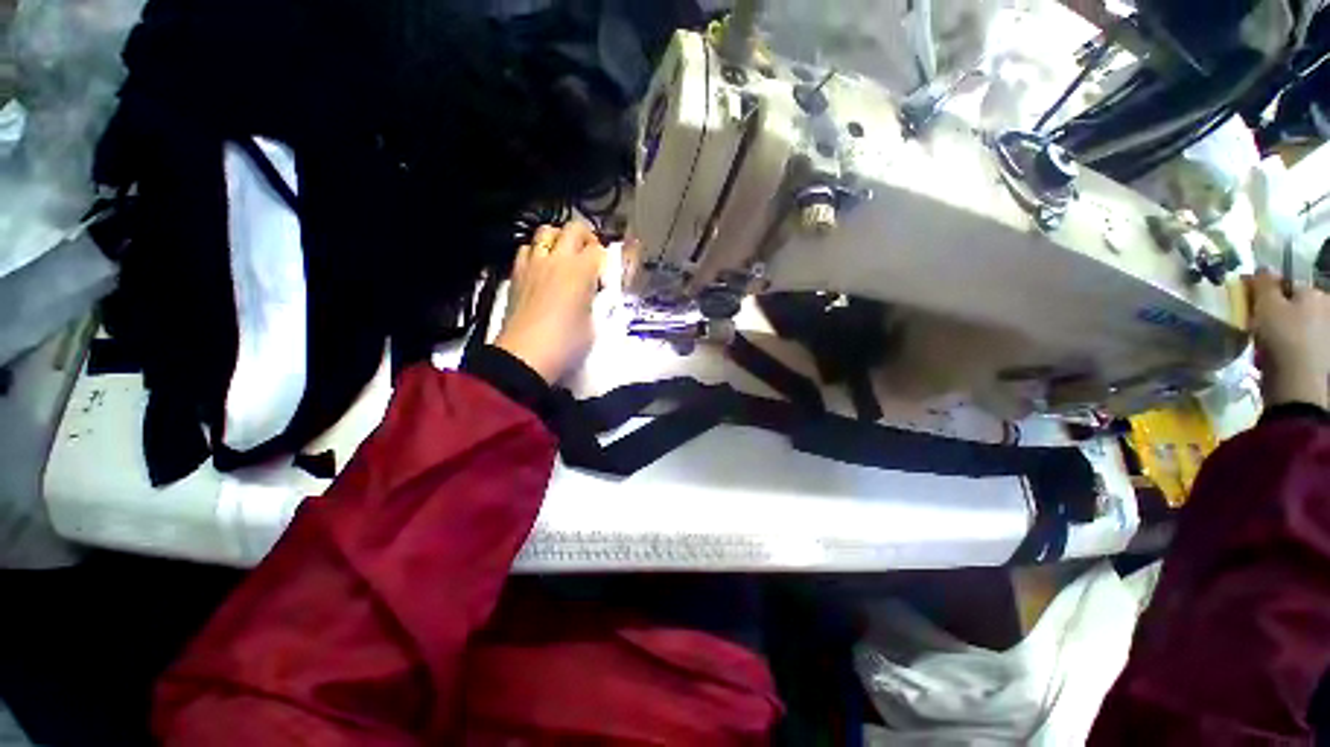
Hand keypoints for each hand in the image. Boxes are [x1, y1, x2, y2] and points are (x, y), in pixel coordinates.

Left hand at [495, 221, 604, 383]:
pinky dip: (537, 251)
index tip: (605, 276)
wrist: (526, 355)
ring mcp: (534, 264)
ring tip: (565, 257)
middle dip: (586, 237)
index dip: (605, 261)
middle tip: (590, 255)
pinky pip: (526, 249)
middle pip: (573, 229)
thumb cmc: (566, 343)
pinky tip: (542, 268)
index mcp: (581, 271)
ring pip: (546, 232)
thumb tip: (595, 295)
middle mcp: (557, 260)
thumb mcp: (594, 326)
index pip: (599, 250)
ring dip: (559, 239)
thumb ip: (597, 303)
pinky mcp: (517, 274)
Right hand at [1247, 270, 1329, 409]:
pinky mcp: (1317, 354)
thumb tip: (1262, 269)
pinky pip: (1296, 342)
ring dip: (1277, 329)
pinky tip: (1272, 356)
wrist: (1298, 384)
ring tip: (1261, 342)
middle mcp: (1325, 309)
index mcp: (1315, 293)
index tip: (1247, 300)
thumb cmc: (1283, 337)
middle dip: (1273, 310)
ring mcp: (1324, 334)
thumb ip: (1264, 283)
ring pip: (1293, 324)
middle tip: (1253, 322)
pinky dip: (1283, 346)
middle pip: (1291, 304)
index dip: (1265, 289)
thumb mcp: (1267, 305)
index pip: (1286, 282)